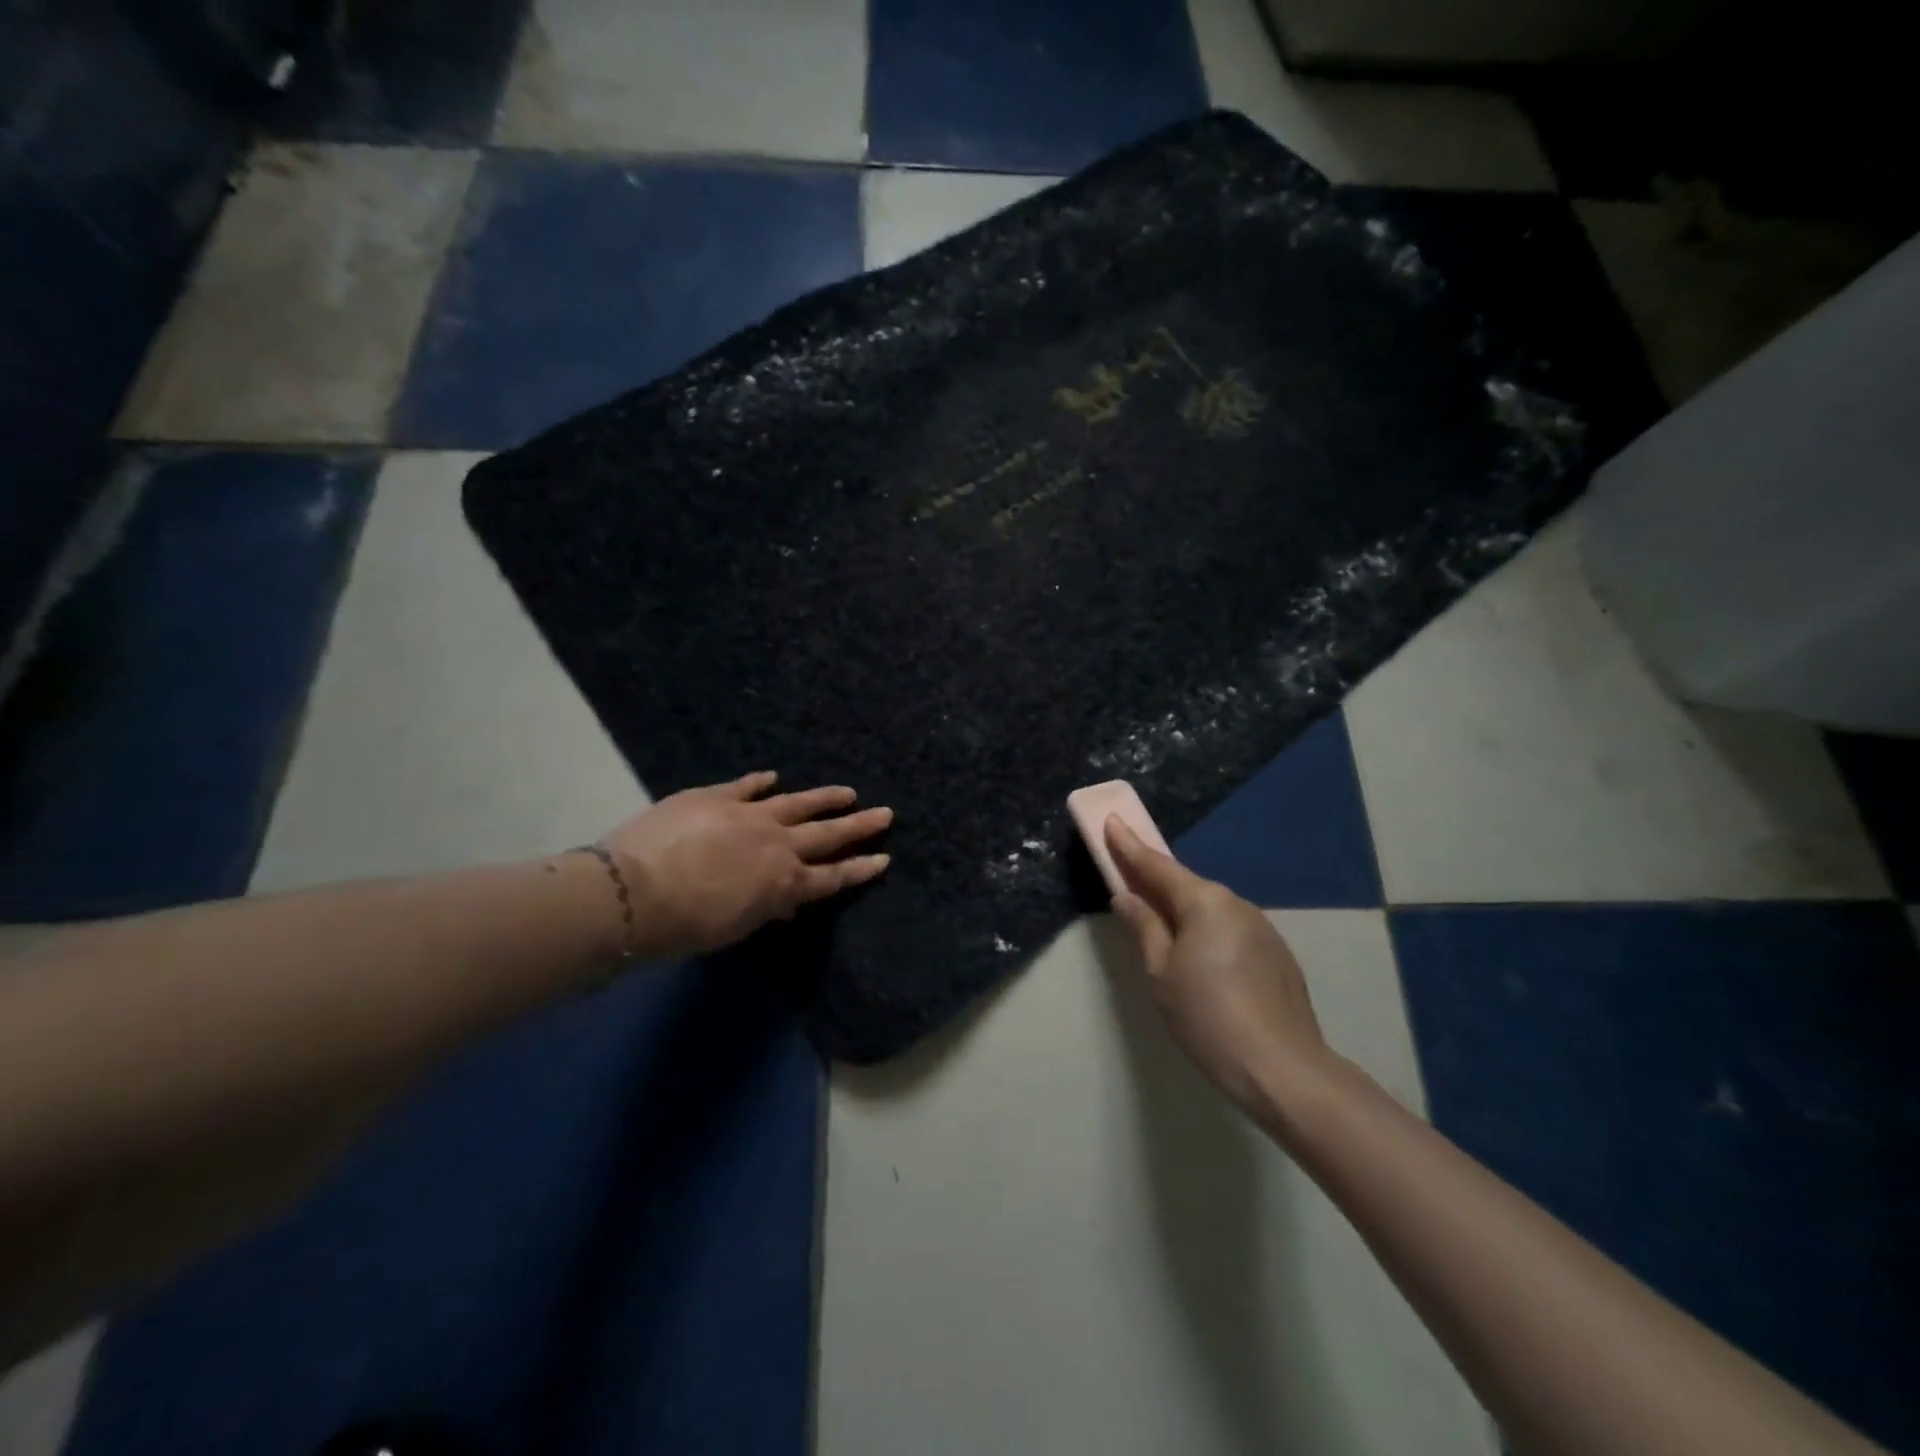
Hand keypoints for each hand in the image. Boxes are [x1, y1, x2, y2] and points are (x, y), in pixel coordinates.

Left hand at [601, 771, 891, 956]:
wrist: (633, 892)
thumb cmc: (683, 927)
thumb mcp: (734, 928)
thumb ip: (764, 908)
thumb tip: (783, 898)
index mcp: (783, 883)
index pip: (833, 876)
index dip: (860, 868)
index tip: (884, 858)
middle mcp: (777, 845)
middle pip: (827, 835)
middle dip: (859, 826)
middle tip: (884, 814)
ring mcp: (749, 815)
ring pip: (798, 803)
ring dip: (824, 798)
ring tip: (848, 792)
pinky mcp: (716, 797)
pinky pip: (746, 785)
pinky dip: (761, 781)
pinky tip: (774, 776)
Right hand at [1105, 817, 1332, 1117]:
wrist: (1282, 1068)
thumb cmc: (1208, 1017)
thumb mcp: (1161, 973)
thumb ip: (1144, 927)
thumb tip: (1127, 896)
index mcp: (1204, 902)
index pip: (1157, 865)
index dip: (1130, 846)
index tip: (1112, 821)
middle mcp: (1236, 903)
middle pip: (1187, 885)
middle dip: (1157, 882)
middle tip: (1130, 882)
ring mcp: (1262, 927)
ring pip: (1211, 909)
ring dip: (1184, 911)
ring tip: (1164, 934)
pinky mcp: (1276, 952)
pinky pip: (1231, 929)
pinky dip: (1209, 931)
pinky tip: (1203, 961)